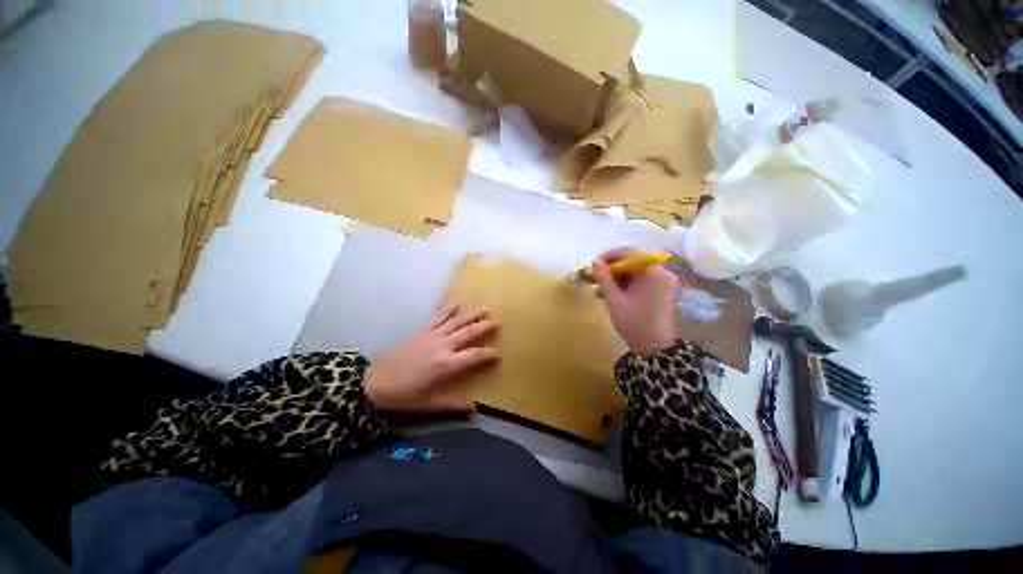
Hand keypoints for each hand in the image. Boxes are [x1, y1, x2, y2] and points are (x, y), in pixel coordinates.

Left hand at [364, 304, 498, 413]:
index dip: (489, 354)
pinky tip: (455, 301)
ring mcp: (431, 336)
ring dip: (471, 313)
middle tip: (497, 322)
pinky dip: (446, 308)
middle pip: (468, 332)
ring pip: (455, 321)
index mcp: (446, 365)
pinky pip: (437, 316)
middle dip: (484, 326)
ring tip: (484, 308)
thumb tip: (475, 410)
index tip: (498, 354)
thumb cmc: (403, 397)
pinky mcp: (421, 331)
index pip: (474, 356)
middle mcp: (442, 346)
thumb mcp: (429, 405)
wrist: (373, 384)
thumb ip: (454, 406)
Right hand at [592, 248, 677, 355]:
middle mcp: (662, 273)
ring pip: (636, 271)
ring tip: (600, 287)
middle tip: (596, 276)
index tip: (595, 264)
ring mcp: (663, 282)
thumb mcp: (614, 299)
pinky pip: (641, 280)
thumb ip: (604, 278)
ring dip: (618, 277)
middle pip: (633, 262)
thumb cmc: (633, 323)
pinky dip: (626, 283)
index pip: (630, 253)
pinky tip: (612, 292)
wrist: (654, 348)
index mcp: (653, 273)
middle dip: (613, 268)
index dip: (610, 256)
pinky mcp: (661, 290)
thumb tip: (595, 261)